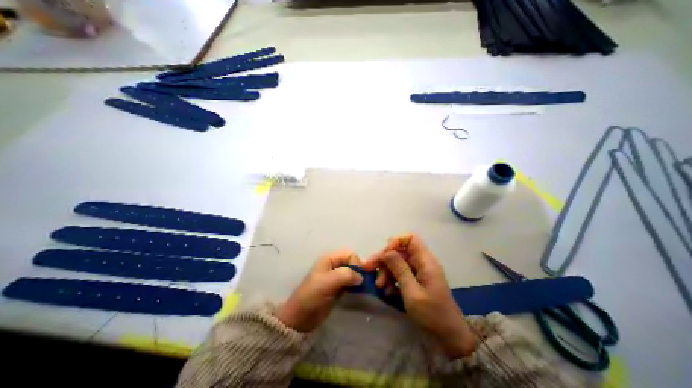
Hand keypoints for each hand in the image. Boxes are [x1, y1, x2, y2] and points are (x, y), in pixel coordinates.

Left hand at [275, 250, 362, 331]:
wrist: (300, 318)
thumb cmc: (312, 296)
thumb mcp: (327, 283)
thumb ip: (345, 275)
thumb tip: (361, 277)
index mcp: (329, 259)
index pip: (349, 254)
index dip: (356, 264)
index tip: (359, 278)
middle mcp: (334, 265)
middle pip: (352, 262)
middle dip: (358, 271)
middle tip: (361, 284)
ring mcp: (336, 276)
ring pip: (353, 272)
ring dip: (358, 279)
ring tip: (361, 289)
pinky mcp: (338, 287)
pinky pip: (351, 282)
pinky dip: (356, 286)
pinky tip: (357, 293)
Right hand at [362, 234, 476, 357]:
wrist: (449, 338)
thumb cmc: (433, 315)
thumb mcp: (413, 293)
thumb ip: (400, 270)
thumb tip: (386, 251)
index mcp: (425, 261)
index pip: (410, 238)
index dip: (396, 242)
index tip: (384, 254)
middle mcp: (422, 263)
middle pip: (400, 251)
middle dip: (384, 259)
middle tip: (369, 268)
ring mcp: (418, 272)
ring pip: (397, 262)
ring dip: (386, 271)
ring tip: (379, 286)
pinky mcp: (415, 281)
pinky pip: (399, 274)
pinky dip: (391, 280)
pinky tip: (386, 291)